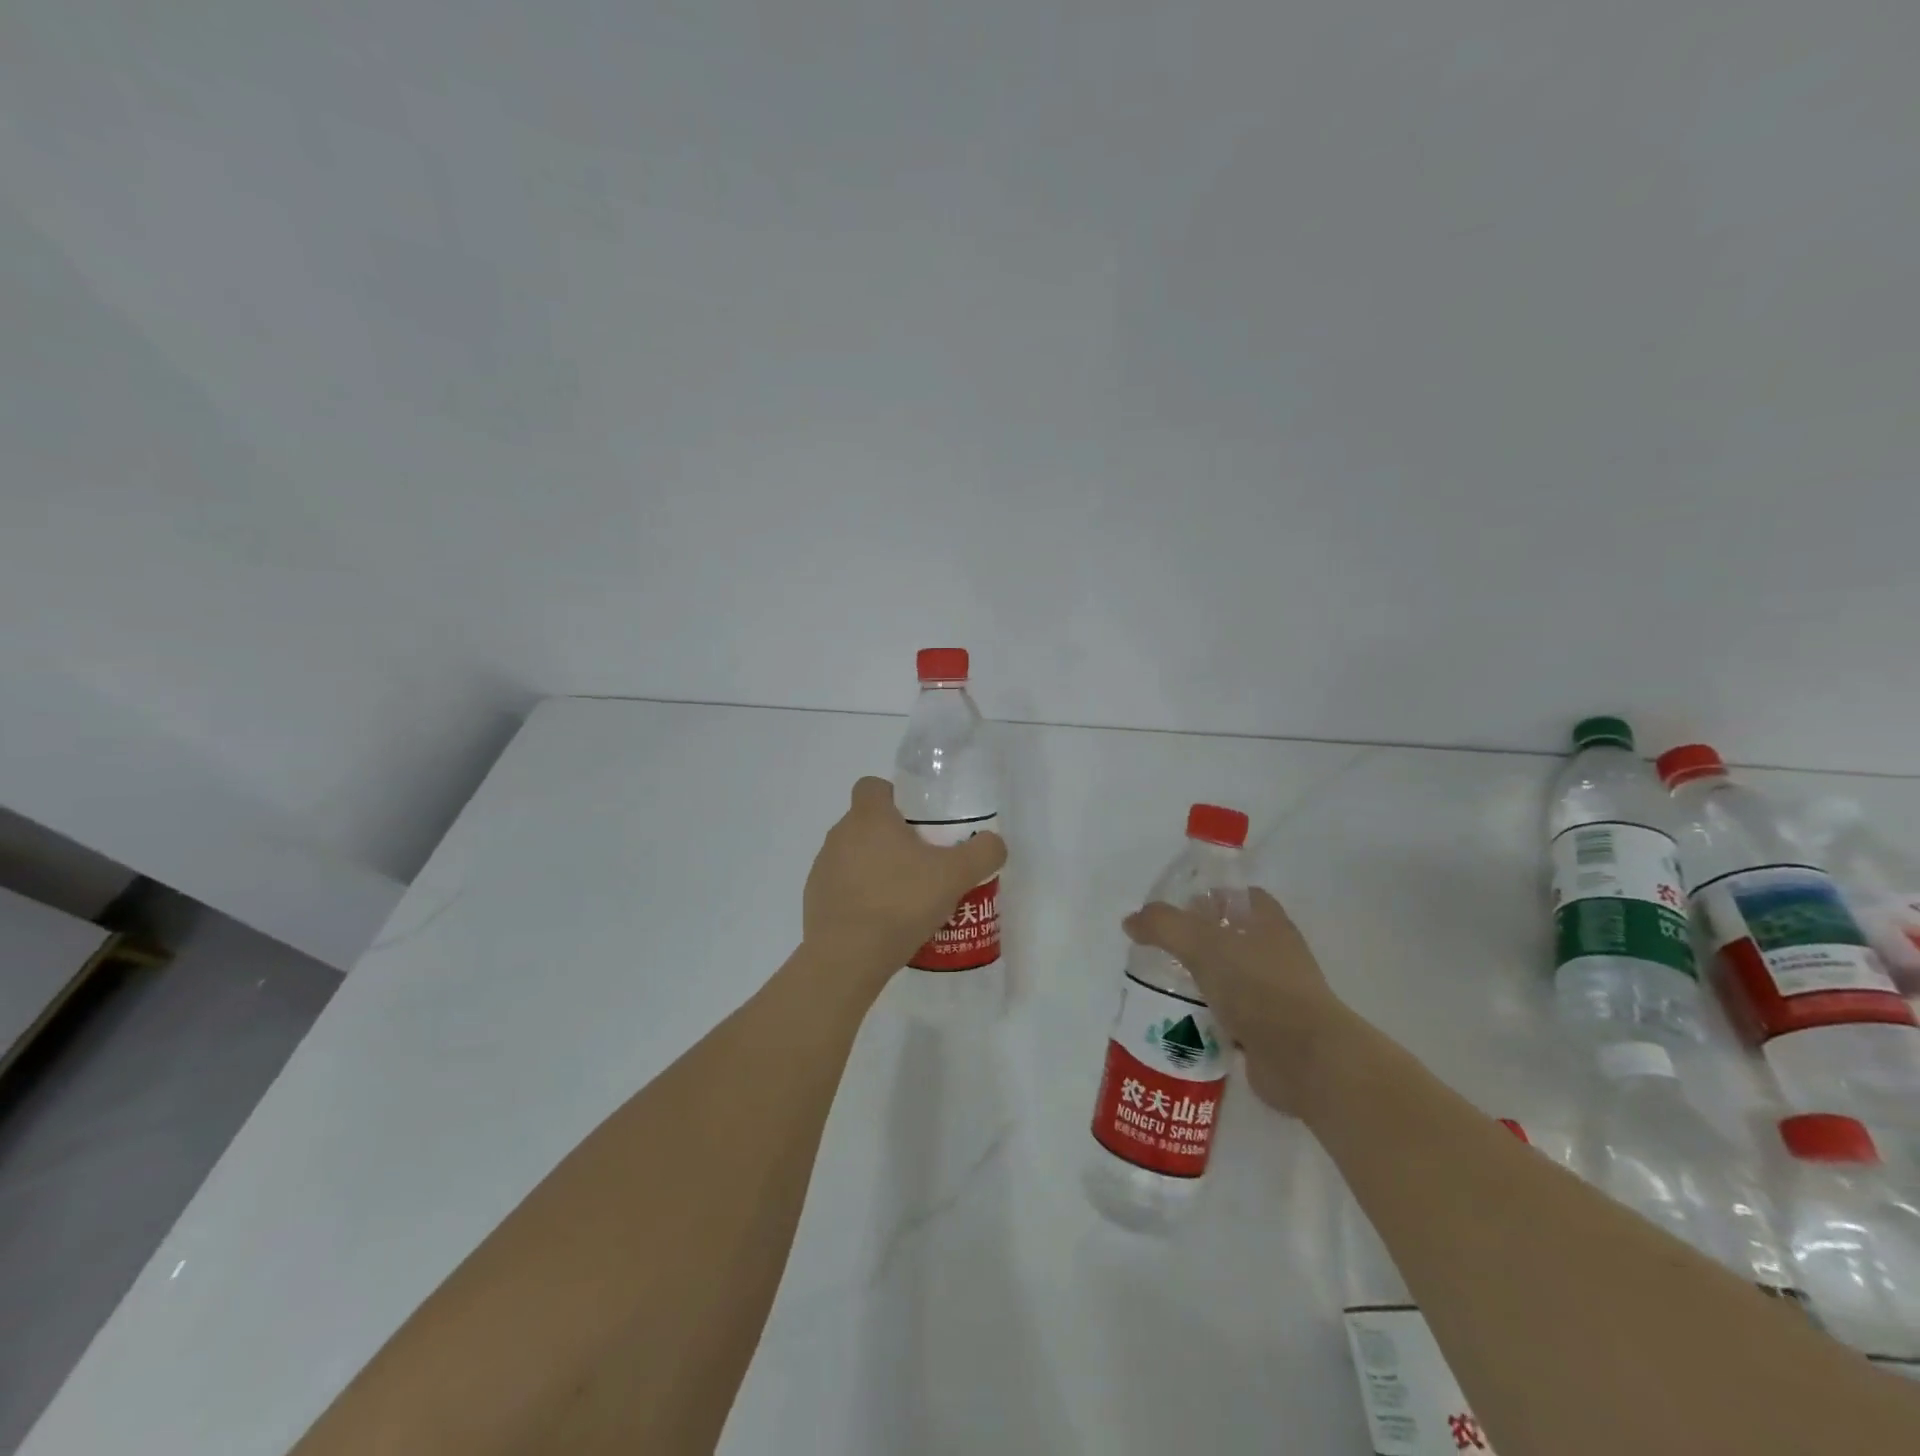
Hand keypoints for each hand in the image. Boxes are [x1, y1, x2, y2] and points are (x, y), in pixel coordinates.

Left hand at [804, 777, 1007, 983]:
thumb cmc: (900, 903)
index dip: (895, 796)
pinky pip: (843, 887)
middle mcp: (839, 835)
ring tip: (907, 898)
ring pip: (855, 856)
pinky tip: (884, 923)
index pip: (872, 785)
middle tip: (925, 863)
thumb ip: (982, 852)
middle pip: (867, 823)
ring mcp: (823, 868)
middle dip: (894, 838)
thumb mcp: (955, 876)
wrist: (847, 958)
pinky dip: (861, 897)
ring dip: (877, 868)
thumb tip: (993, 843)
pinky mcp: (815, 900)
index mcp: (868, 817)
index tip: (919, 821)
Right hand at [1123, 888, 1351, 1115]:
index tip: (1175, 910)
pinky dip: (1205, 1017)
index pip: (1237, 896)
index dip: (1207, 897)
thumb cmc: (1258, 987)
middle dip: (1194, 942)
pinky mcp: (1266, 1031)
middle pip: (1227, 936)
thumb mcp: (1202, 944)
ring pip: (1226, 977)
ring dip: (1198, 981)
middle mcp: (1275, 953)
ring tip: (1160, 984)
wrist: (1304, 1060)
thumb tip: (1131, 921)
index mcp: (1268, 922)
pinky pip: (1228, 1015)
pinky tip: (1178, 1020)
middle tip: (1157, 949)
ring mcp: (1273, 994)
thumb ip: (1163, 926)